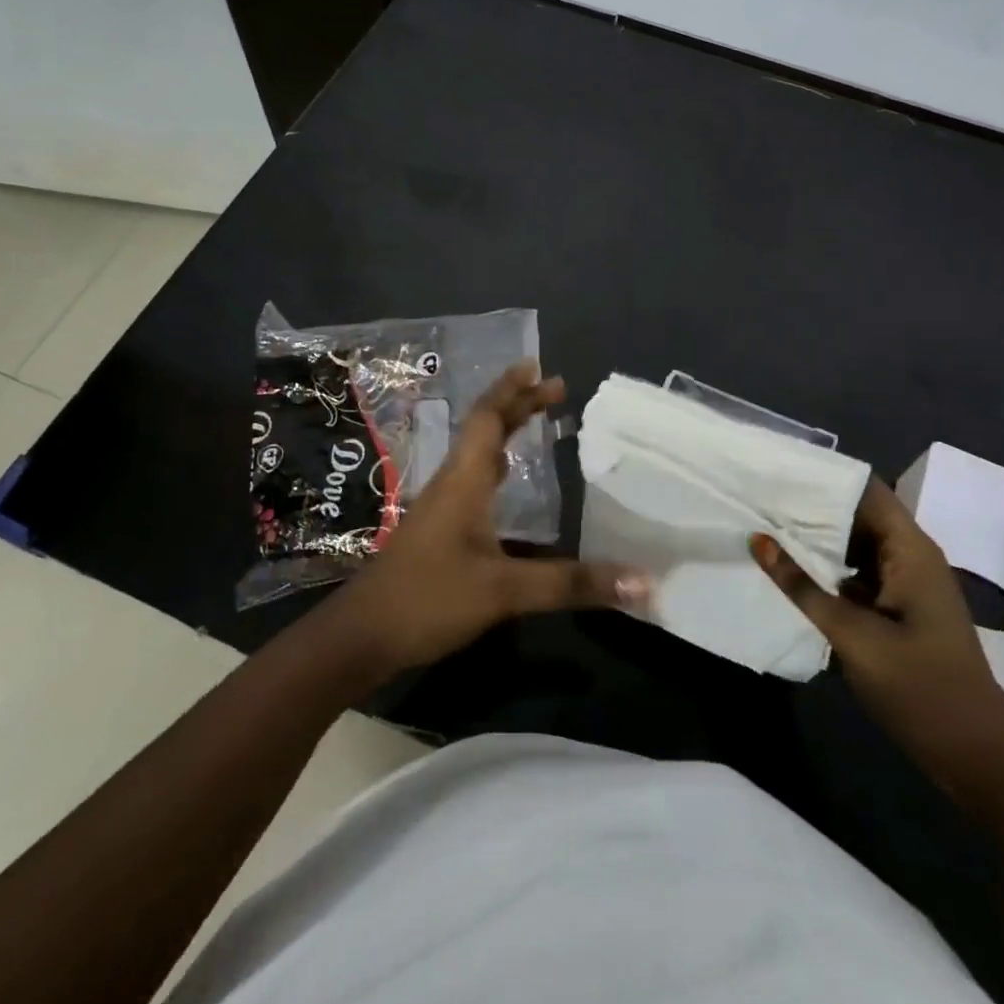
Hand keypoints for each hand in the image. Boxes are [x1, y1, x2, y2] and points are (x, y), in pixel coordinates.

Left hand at [327, 362, 649, 675]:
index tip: (538, 367)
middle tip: (554, 389)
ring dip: (505, 432)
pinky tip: (508, 482)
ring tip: (535, 422)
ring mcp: (441, 507)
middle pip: (484, 430)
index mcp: (464, 480)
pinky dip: (496, 466)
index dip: (512, 390)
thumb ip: (570, 584)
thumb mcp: (504, 591)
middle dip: (517, 405)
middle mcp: (452, 483)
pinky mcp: (439, 530)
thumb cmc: (428, 599)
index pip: (488, 419)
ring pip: (477, 454)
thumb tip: (641, 581)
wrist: (362, 636)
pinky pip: (473, 480)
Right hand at [751, 478, 1003, 807]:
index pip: (865, 489)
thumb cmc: (920, 687)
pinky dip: (829, 569)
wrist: (976, 755)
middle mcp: (911, 556)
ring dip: (819, 539)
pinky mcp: (899, 610)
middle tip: (760, 498)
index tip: (777, 470)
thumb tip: (758, 539)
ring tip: (767, 527)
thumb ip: (802, 586)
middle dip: (812, 507)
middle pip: (859, 514)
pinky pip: (860, 575)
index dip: (824, 475)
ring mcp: (907, 584)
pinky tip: (792, 572)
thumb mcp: (852, 635)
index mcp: (910, 549)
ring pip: (857, 546)